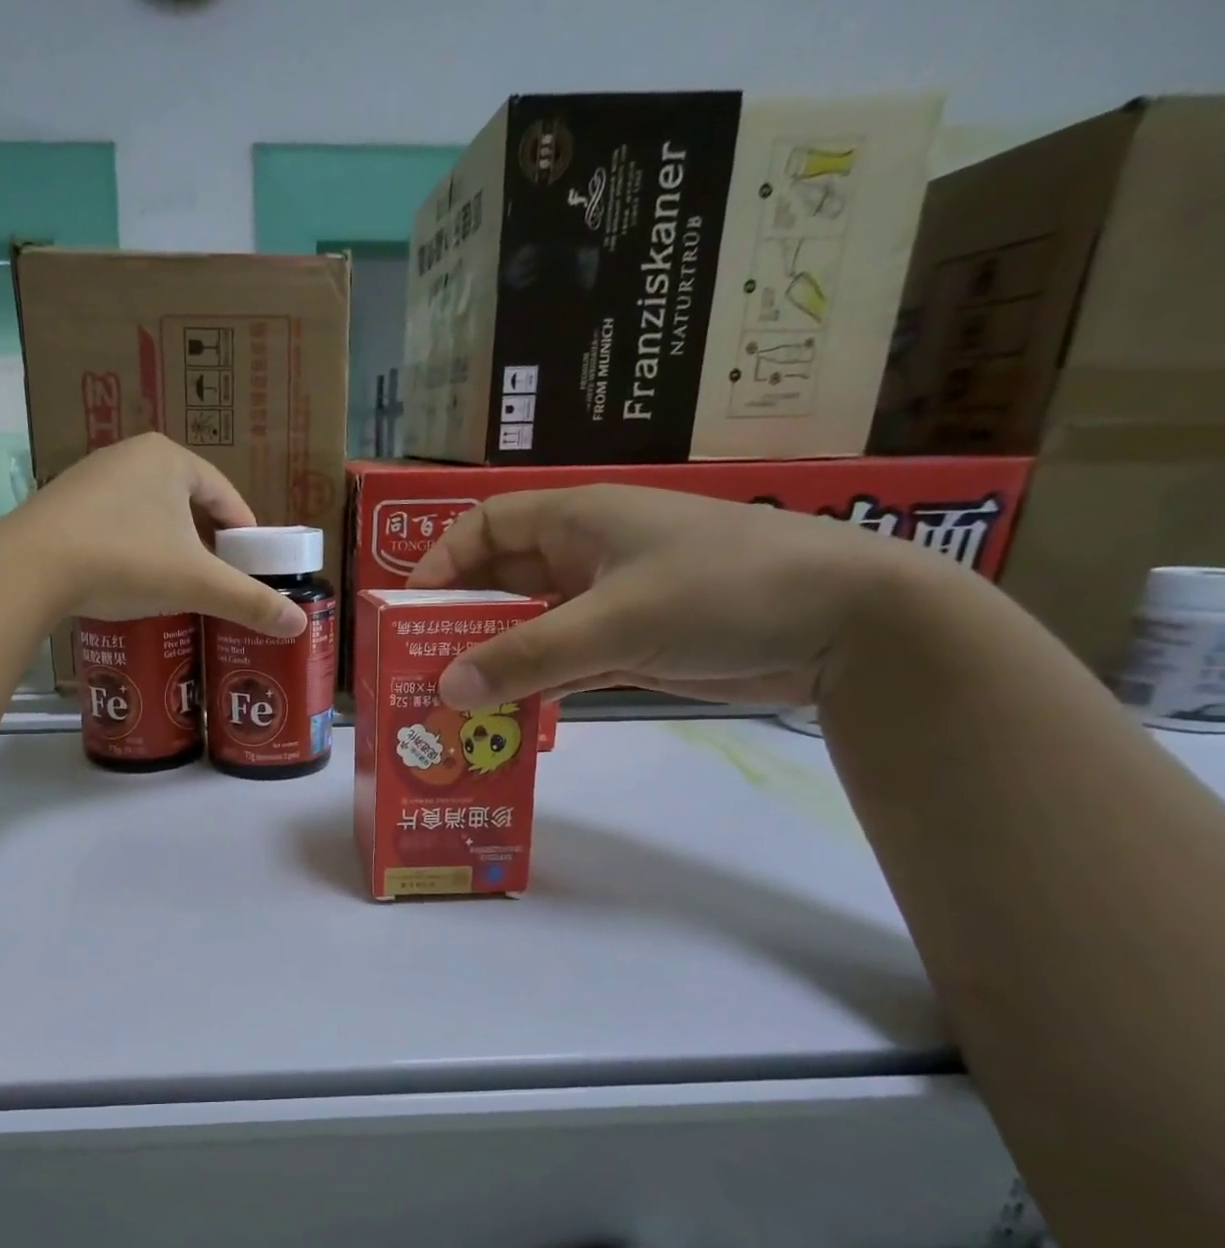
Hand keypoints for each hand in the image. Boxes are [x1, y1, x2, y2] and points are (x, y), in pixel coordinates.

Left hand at [9, 433, 306, 636]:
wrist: (30, 568)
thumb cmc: (125, 560)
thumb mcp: (196, 583)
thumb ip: (249, 601)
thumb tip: (299, 624)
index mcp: (170, 459)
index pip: (224, 494)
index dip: (244, 532)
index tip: (251, 565)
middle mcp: (130, 455)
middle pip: (187, 502)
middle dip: (205, 540)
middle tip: (217, 578)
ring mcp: (91, 476)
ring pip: (149, 513)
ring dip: (169, 544)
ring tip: (177, 583)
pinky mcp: (63, 503)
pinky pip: (116, 523)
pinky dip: (133, 547)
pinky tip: (130, 577)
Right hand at [408, 484, 950, 708]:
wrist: (851, 623)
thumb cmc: (724, 591)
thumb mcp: (616, 622)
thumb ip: (527, 657)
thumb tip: (446, 689)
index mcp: (576, 519)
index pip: (484, 528)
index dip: (440, 564)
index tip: (408, 614)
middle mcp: (584, 555)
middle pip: (500, 582)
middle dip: (459, 623)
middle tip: (420, 672)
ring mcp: (609, 602)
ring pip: (529, 628)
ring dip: (494, 662)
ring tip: (453, 705)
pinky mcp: (632, 644)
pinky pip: (563, 661)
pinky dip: (535, 686)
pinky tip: (508, 718)